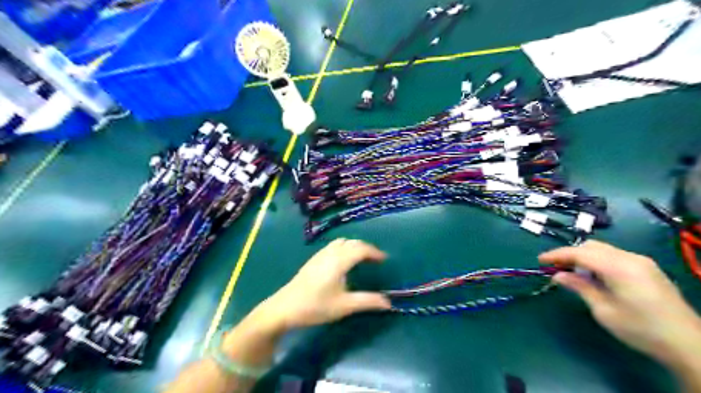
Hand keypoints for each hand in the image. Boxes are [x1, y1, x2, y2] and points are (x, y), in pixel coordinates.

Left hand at [253, 238, 391, 333]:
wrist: (284, 307)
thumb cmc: (315, 306)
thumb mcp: (344, 306)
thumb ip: (367, 301)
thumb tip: (388, 302)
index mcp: (339, 261)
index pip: (361, 249)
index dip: (374, 252)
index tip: (384, 259)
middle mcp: (330, 253)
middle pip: (352, 242)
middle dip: (366, 248)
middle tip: (375, 259)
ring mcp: (320, 255)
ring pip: (341, 242)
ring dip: (354, 246)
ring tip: (362, 259)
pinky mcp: (313, 259)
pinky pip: (333, 246)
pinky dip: (344, 248)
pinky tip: (343, 262)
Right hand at [538, 241, 700, 366]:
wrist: (688, 344)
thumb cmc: (641, 329)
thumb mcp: (603, 310)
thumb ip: (580, 287)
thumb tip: (558, 275)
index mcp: (618, 267)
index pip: (579, 253)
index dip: (557, 255)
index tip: (540, 261)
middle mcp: (630, 258)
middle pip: (591, 246)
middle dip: (570, 254)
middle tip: (555, 268)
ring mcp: (641, 262)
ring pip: (603, 249)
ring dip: (583, 257)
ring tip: (571, 272)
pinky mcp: (647, 268)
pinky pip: (614, 256)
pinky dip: (597, 261)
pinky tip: (593, 275)